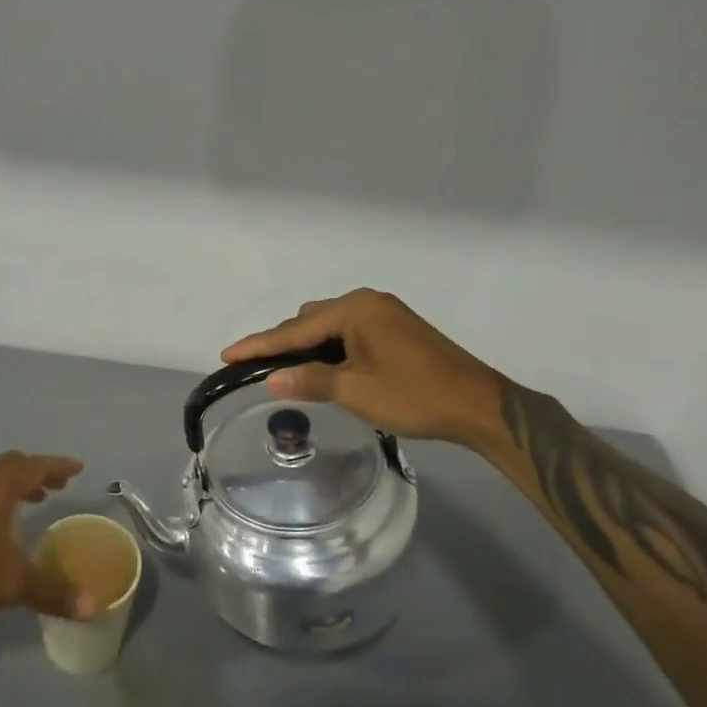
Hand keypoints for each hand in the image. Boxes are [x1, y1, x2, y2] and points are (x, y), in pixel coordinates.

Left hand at [0, 452, 95, 624]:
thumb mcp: (12, 584)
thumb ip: (52, 592)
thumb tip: (92, 606)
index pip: (36, 466)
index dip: (58, 466)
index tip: (77, 468)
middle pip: (12, 465)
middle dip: (37, 472)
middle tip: (55, 486)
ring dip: (15, 484)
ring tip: (31, 502)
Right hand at [221, 289, 503, 450]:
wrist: (478, 405)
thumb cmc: (413, 395)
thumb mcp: (355, 390)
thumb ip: (310, 380)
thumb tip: (271, 379)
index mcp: (354, 310)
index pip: (294, 329)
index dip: (259, 345)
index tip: (227, 354)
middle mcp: (367, 302)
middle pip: (310, 320)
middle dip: (283, 343)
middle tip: (256, 368)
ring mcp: (385, 313)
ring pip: (330, 326)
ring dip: (308, 346)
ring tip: (289, 372)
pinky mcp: (397, 329)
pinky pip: (350, 332)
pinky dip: (331, 348)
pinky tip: (325, 367)